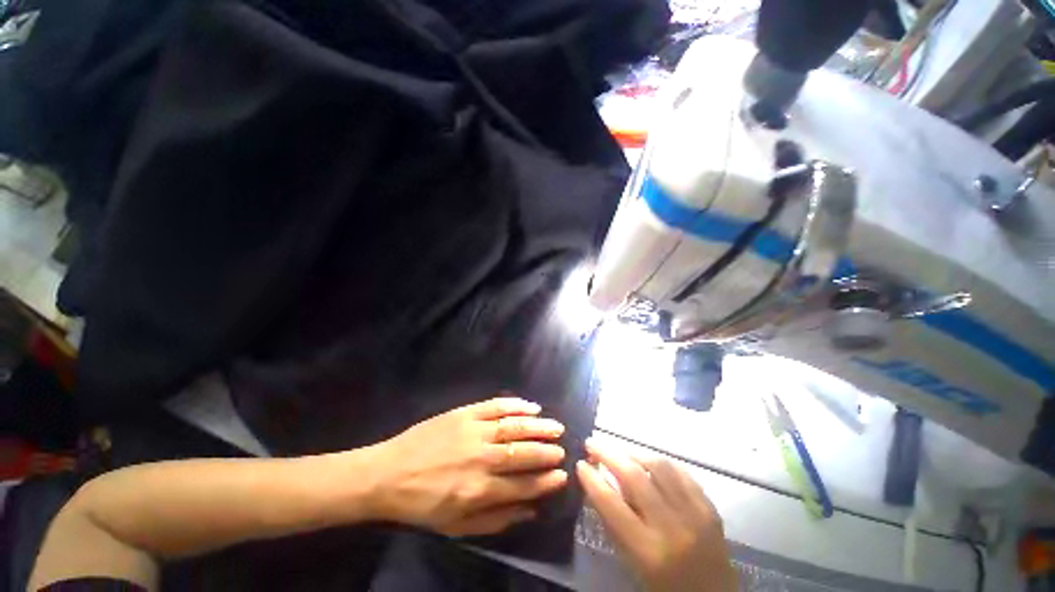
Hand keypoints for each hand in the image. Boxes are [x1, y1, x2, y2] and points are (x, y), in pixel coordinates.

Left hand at [367, 397, 568, 535]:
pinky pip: (496, 405)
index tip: (562, 474)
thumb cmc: (423, 504)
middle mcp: (481, 458)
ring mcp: (473, 430)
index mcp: (479, 490)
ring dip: (538, 426)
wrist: (388, 474)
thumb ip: (496, 520)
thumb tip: (531, 510)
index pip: (524, 484)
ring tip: (555, 427)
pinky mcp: (464, 412)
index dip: (546, 480)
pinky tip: (531, 406)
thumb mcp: (456, 526)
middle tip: (562, 449)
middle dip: (547, 451)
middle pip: (523, 452)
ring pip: (514, 426)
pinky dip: (516, 405)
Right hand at [577, 439, 736, 591]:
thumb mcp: (632, 562)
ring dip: (633, 452)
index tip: (580, 464)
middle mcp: (672, 528)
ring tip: (619, 450)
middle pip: (635, 477)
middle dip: (608, 454)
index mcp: (648, 550)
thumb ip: (614, 522)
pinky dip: (659, 461)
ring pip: (659, 466)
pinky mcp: (710, 507)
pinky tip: (647, 460)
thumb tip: (596, 483)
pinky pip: (681, 472)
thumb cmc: (663, 586)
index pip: (612, 504)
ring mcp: (695, 514)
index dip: (592, 480)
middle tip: (592, 444)